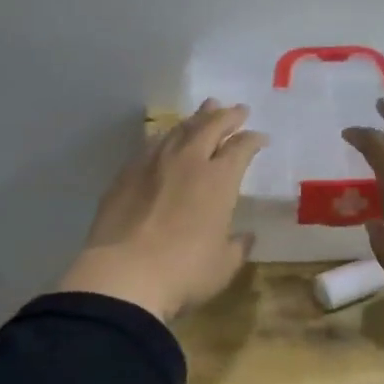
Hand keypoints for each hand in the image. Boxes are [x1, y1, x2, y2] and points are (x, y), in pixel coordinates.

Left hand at [56, 100, 268, 322]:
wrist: (124, 274)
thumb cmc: (184, 272)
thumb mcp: (222, 265)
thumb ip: (236, 247)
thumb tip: (245, 236)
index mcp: (219, 180)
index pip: (240, 148)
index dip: (252, 140)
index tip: (260, 138)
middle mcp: (188, 162)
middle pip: (210, 126)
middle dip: (227, 116)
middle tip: (237, 110)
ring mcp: (153, 164)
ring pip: (179, 130)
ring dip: (196, 118)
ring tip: (205, 109)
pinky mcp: (126, 174)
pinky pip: (151, 144)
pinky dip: (165, 136)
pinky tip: (165, 137)